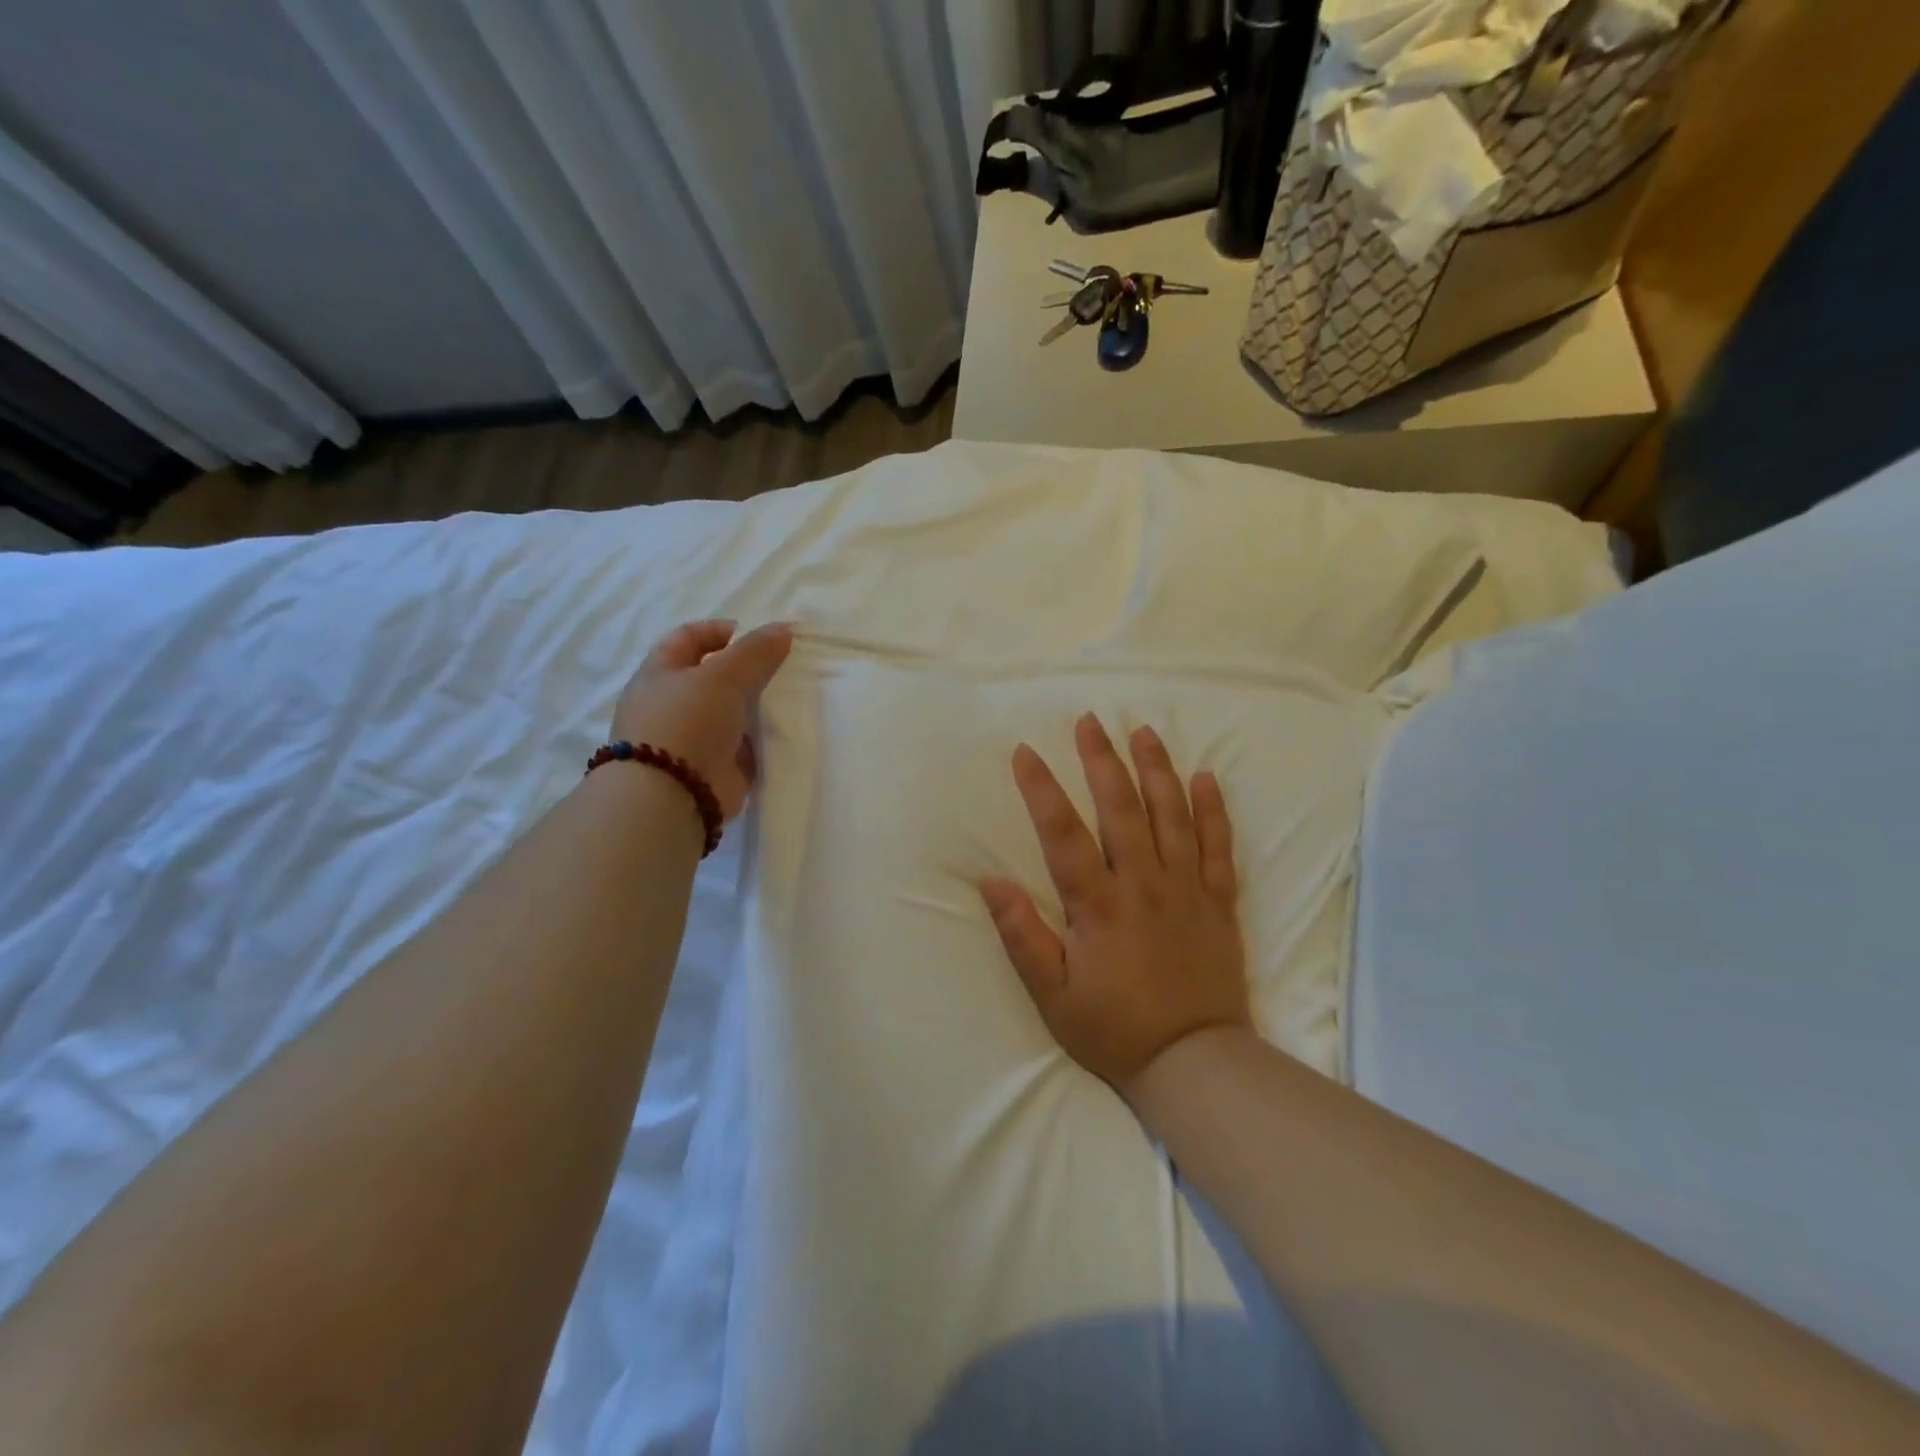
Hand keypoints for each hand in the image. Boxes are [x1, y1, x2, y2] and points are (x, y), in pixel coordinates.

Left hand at [610, 620, 793, 820]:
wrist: (673, 796)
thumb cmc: (687, 722)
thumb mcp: (723, 675)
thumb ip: (755, 651)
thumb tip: (784, 629)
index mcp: (660, 673)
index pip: (690, 638)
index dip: (722, 631)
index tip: (760, 637)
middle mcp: (674, 703)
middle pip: (715, 675)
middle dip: (750, 669)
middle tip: (786, 666)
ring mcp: (695, 737)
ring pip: (734, 710)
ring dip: (760, 704)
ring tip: (795, 695)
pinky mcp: (717, 766)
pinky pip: (746, 744)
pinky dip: (764, 737)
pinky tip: (790, 728)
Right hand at [980, 714, 1250, 1102]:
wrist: (1195, 1062)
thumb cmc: (1115, 1029)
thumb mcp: (1053, 995)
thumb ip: (1023, 936)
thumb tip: (991, 882)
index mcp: (1099, 905)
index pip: (1063, 833)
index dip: (1041, 789)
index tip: (1025, 752)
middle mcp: (1143, 883)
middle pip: (1121, 807)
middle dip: (1101, 760)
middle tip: (1089, 721)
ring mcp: (1186, 888)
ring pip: (1172, 815)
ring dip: (1156, 769)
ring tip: (1143, 732)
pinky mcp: (1219, 901)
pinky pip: (1219, 845)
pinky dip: (1213, 808)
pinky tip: (1204, 777)